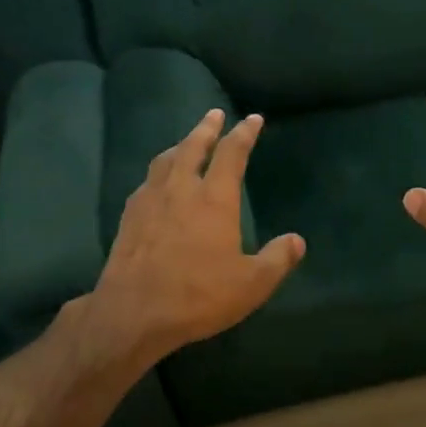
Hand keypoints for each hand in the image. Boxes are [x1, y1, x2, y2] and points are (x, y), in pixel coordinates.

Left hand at [86, 108, 304, 364]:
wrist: (133, 313)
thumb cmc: (198, 295)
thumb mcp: (251, 284)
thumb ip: (277, 259)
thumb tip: (297, 241)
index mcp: (214, 199)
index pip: (231, 154)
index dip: (244, 134)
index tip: (252, 119)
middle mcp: (180, 189)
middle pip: (193, 146)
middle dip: (206, 128)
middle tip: (214, 114)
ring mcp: (150, 201)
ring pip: (165, 160)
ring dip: (179, 145)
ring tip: (186, 142)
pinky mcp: (128, 218)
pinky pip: (146, 182)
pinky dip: (159, 172)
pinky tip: (157, 183)